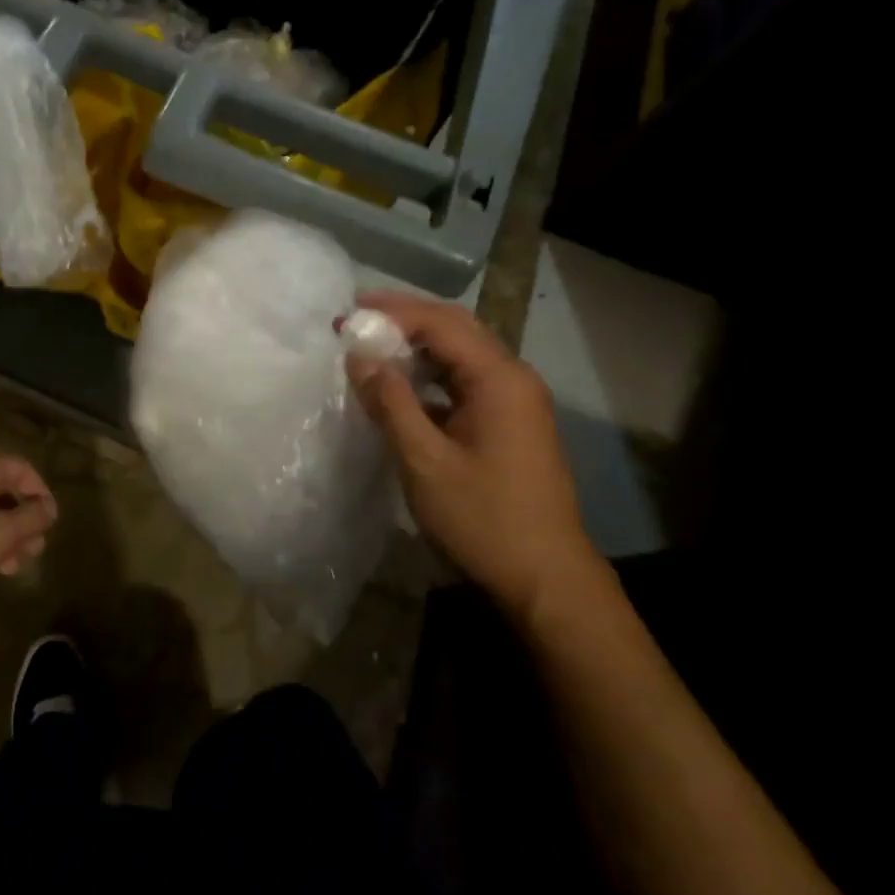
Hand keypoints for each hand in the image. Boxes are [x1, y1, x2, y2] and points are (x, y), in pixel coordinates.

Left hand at [0, 453, 58, 601]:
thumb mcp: (3, 534)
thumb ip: (33, 518)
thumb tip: (49, 508)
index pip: (23, 468)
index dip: (41, 493)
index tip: (49, 523)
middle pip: (2, 490)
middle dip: (22, 521)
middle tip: (32, 551)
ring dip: (2, 534)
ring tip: (10, 566)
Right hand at [348, 291, 597, 620]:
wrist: (546, 581)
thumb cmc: (484, 519)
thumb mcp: (424, 460)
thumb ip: (390, 402)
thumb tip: (359, 357)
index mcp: (499, 379)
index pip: (441, 323)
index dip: (392, 313)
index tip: (348, 315)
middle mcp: (513, 379)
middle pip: (456, 329)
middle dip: (405, 318)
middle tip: (358, 318)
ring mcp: (515, 402)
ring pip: (461, 355)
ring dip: (417, 346)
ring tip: (371, 346)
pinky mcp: (509, 424)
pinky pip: (465, 382)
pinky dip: (430, 375)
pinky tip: (400, 387)